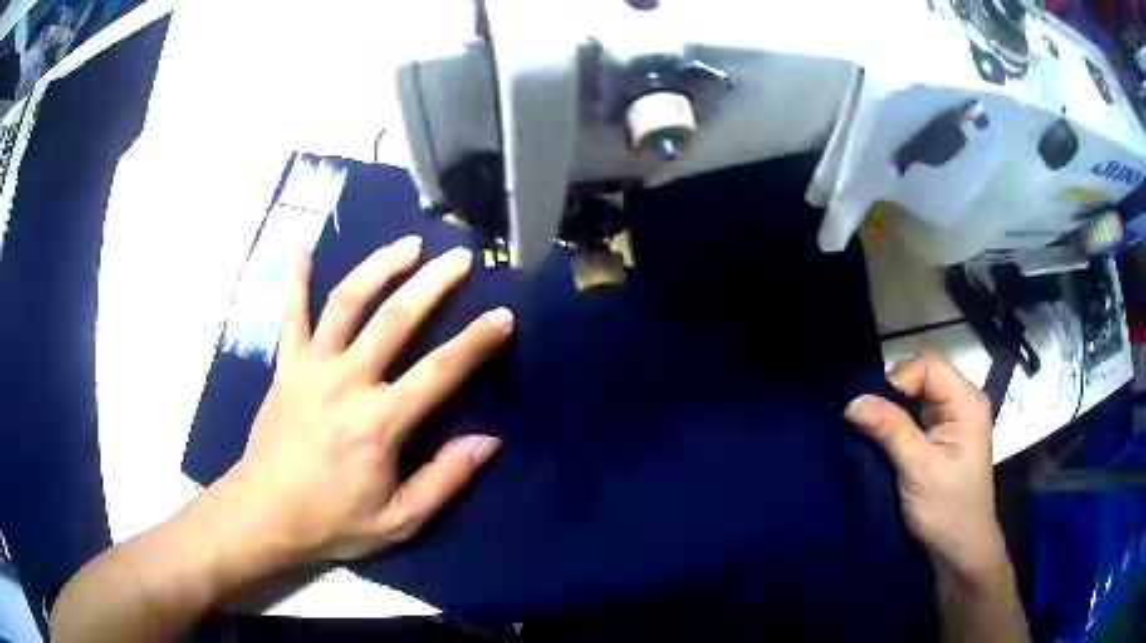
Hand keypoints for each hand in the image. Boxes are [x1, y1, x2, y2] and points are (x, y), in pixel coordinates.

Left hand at [226, 236, 512, 561]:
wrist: (265, 513)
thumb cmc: (332, 520)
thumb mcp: (398, 521)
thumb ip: (444, 481)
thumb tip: (489, 441)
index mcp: (378, 423)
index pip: (439, 372)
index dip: (475, 341)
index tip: (502, 315)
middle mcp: (346, 382)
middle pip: (394, 319)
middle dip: (432, 283)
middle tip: (459, 257)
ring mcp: (311, 367)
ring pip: (346, 303)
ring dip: (378, 267)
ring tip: (407, 244)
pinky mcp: (285, 366)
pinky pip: (290, 316)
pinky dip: (296, 282)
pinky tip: (304, 251)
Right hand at [844, 350, 1006, 583]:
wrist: (960, 551)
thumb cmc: (947, 510)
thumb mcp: (918, 469)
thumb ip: (890, 430)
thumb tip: (852, 401)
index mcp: (966, 402)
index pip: (928, 366)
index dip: (898, 380)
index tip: (872, 411)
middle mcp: (962, 402)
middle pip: (923, 375)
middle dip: (893, 393)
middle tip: (867, 420)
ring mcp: (954, 421)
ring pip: (918, 395)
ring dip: (893, 409)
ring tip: (870, 428)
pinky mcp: (943, 438)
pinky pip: (918, 415)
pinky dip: (898, 422)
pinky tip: (883, 438)